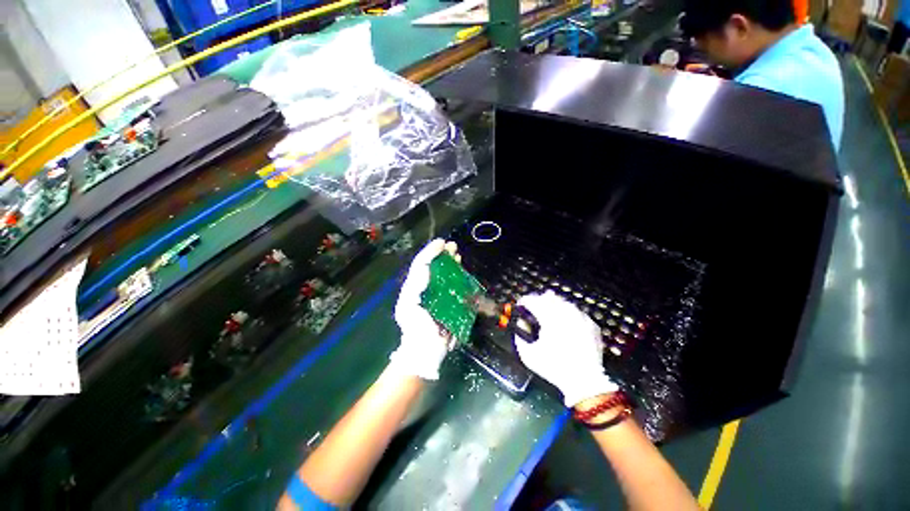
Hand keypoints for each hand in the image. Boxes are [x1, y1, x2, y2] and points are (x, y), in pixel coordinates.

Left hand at [389, 239, 458, 379]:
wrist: (425, 352)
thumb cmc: (415, 329)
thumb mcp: (408, 305)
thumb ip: (415, 286)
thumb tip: (426, 268)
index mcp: (415, 287)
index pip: (421, 265)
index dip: (430, 252)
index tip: (442, 243)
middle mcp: (426, 288)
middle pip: (434, 267)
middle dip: (443, 255)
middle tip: (452, 246)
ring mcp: (438, 296)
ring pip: (445, 275)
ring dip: (451, 263)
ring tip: (458, 255)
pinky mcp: (450, 304)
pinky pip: (455, 287)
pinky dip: (459, 277)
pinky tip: (463, 272)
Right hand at [514, 291, 617, 406]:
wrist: (584, 382)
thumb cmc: (554, 368)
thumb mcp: (528, 355)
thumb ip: (519, 336)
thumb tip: (522, 323)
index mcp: (549, 318)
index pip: (533, 301)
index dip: (524, 301)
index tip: (521, 305)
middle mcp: (566, 314)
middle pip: (548, 297)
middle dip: (539, 301)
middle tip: (534, 309)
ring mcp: (581, 317)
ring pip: (563, 302)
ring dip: (554, 305)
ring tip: (549, 315)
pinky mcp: (591, 324)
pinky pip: (577, 312)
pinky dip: (568, 314)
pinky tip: (565, 323)